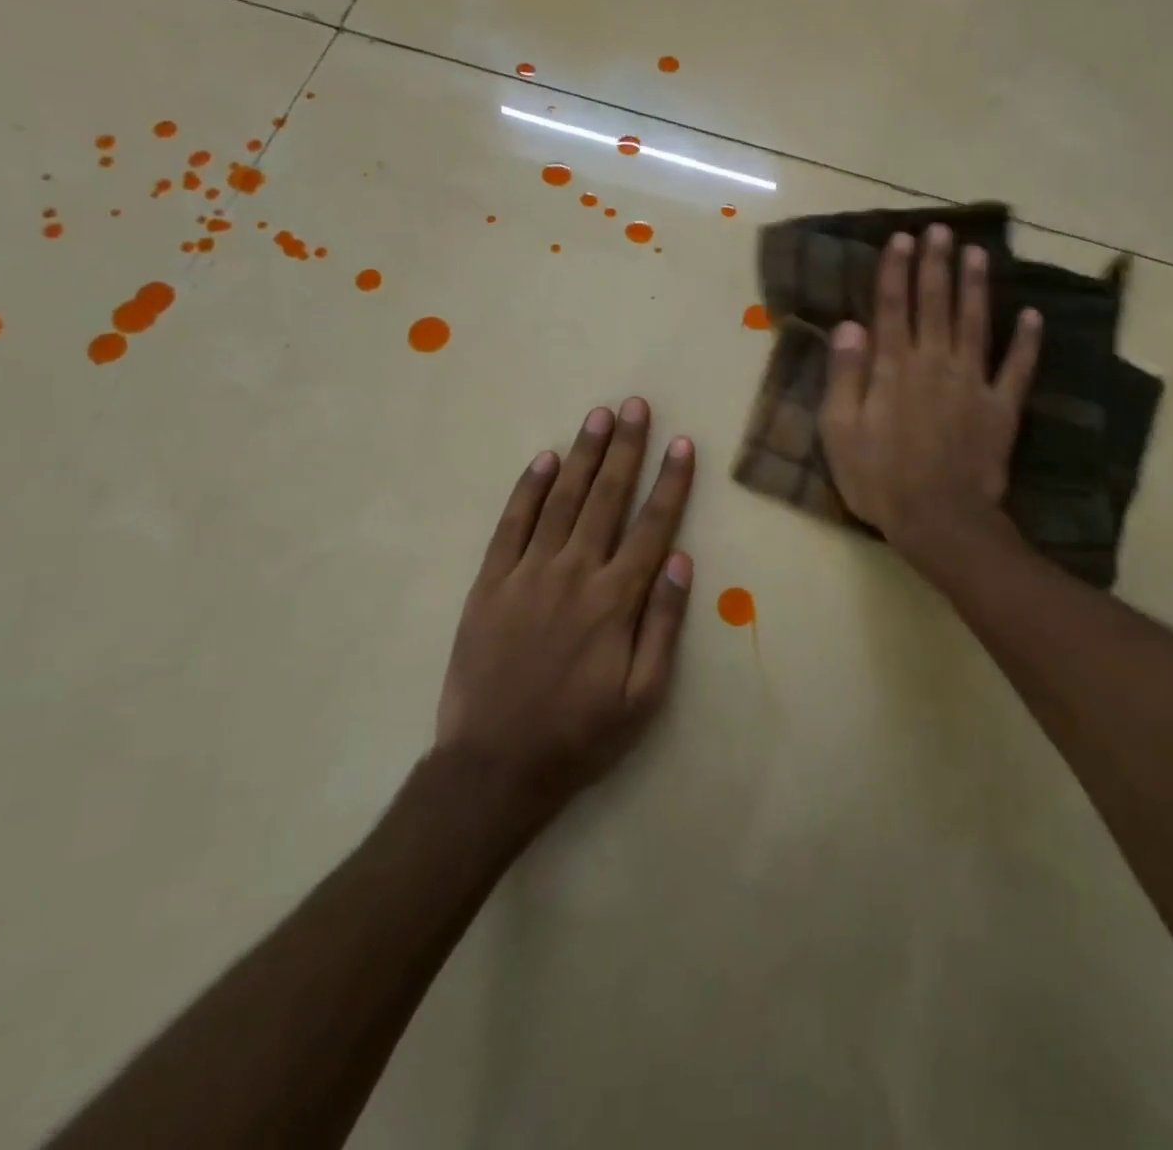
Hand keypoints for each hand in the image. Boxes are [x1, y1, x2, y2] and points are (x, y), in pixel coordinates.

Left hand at [436, 398, 694, 819]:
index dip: (671, 482)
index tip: (683, 444)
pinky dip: (528, 489)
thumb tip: (681, 559)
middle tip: (635, 406)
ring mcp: (526, 575)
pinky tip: (543, 460)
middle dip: (626, 448)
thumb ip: (664, 624)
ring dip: (582, 455)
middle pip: (606, 498)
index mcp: (615, 601)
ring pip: (561, 501)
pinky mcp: (489, 584)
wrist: (494, 767)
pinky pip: (511, 525)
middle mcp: (573, 574)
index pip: (652, 526)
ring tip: (598, 417)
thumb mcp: (644, 696)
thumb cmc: (580, 735)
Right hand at [820, 225, 1041, 580]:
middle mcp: (935, 364)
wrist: (938, 519)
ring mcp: (973, 383)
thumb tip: (849, 325)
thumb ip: (845, 376)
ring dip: (975, 287)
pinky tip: (1033, 315)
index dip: (896, 271)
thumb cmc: (879, 479)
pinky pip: (1017, 367)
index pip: (893, 308)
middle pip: (935, 305)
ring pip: (975, 323)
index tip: (902, 239)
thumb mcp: (841, 432)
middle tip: (940, 229)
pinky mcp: (1001, 407)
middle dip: (935, 265)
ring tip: (977, 253)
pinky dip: (1027, 341)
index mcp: (894, 369)